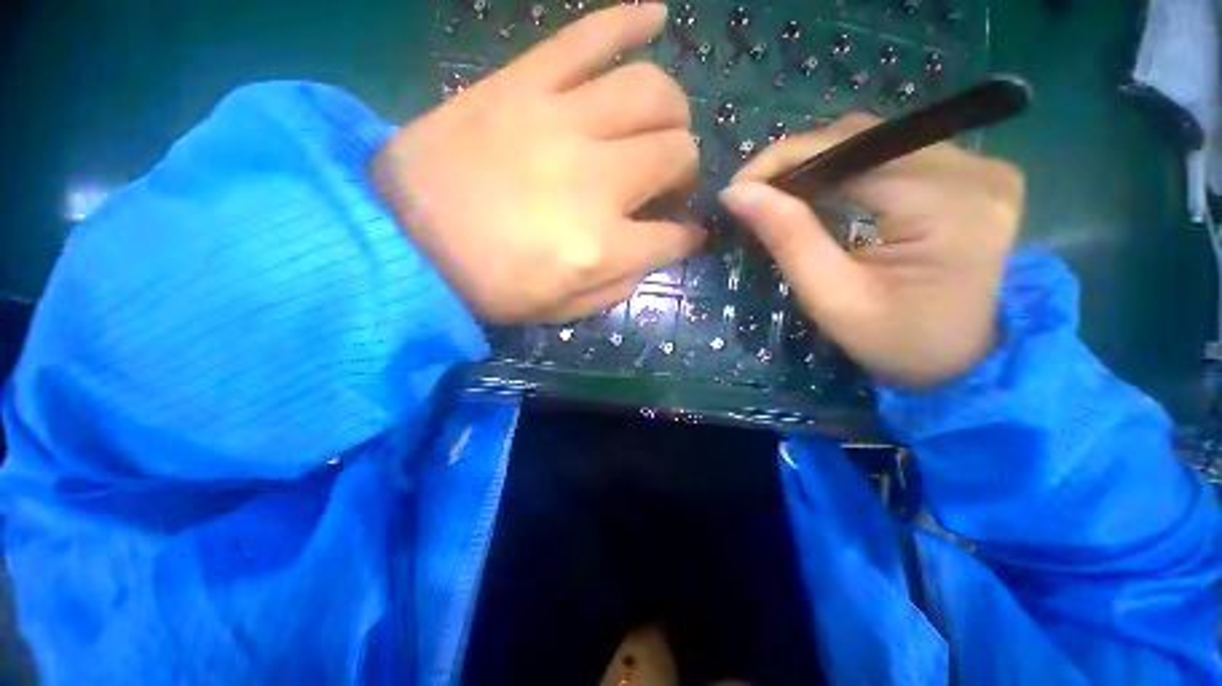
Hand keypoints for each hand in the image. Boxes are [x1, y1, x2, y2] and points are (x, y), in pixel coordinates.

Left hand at [372, 4, 701, 323]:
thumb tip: (655, 251)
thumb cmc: (488, 287)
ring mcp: (558, 123)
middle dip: (685, 172)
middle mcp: (593, 181)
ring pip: (651, 92)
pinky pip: (587, 37)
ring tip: (664, 127)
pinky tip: (656, 15)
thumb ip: (620, 285)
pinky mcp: (521, 84)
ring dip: (672, 113)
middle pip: (676, 154)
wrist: (402, 241)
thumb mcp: (562, 311)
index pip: (674, 237)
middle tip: (667, 183)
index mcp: (600, 248)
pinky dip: (629, 21)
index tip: (688, 236)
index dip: (689, 238)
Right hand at [720, 114, 1024, 387]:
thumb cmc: (894, 341)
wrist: (961, 359)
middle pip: (865, 137)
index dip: (785, 161)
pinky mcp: (975, 172)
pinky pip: (896, 151)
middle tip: (755, 193)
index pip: (850, 153)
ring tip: (782, 192)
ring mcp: (981, 165)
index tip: (738, 188)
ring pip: (877, 139)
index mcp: (947, 206)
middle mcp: (975, 170)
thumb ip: (788, 239)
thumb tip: (737, 194)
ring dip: (820, 162)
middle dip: (798, 161)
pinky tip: (824, 190)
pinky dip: (849, 167)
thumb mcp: (831, 298)